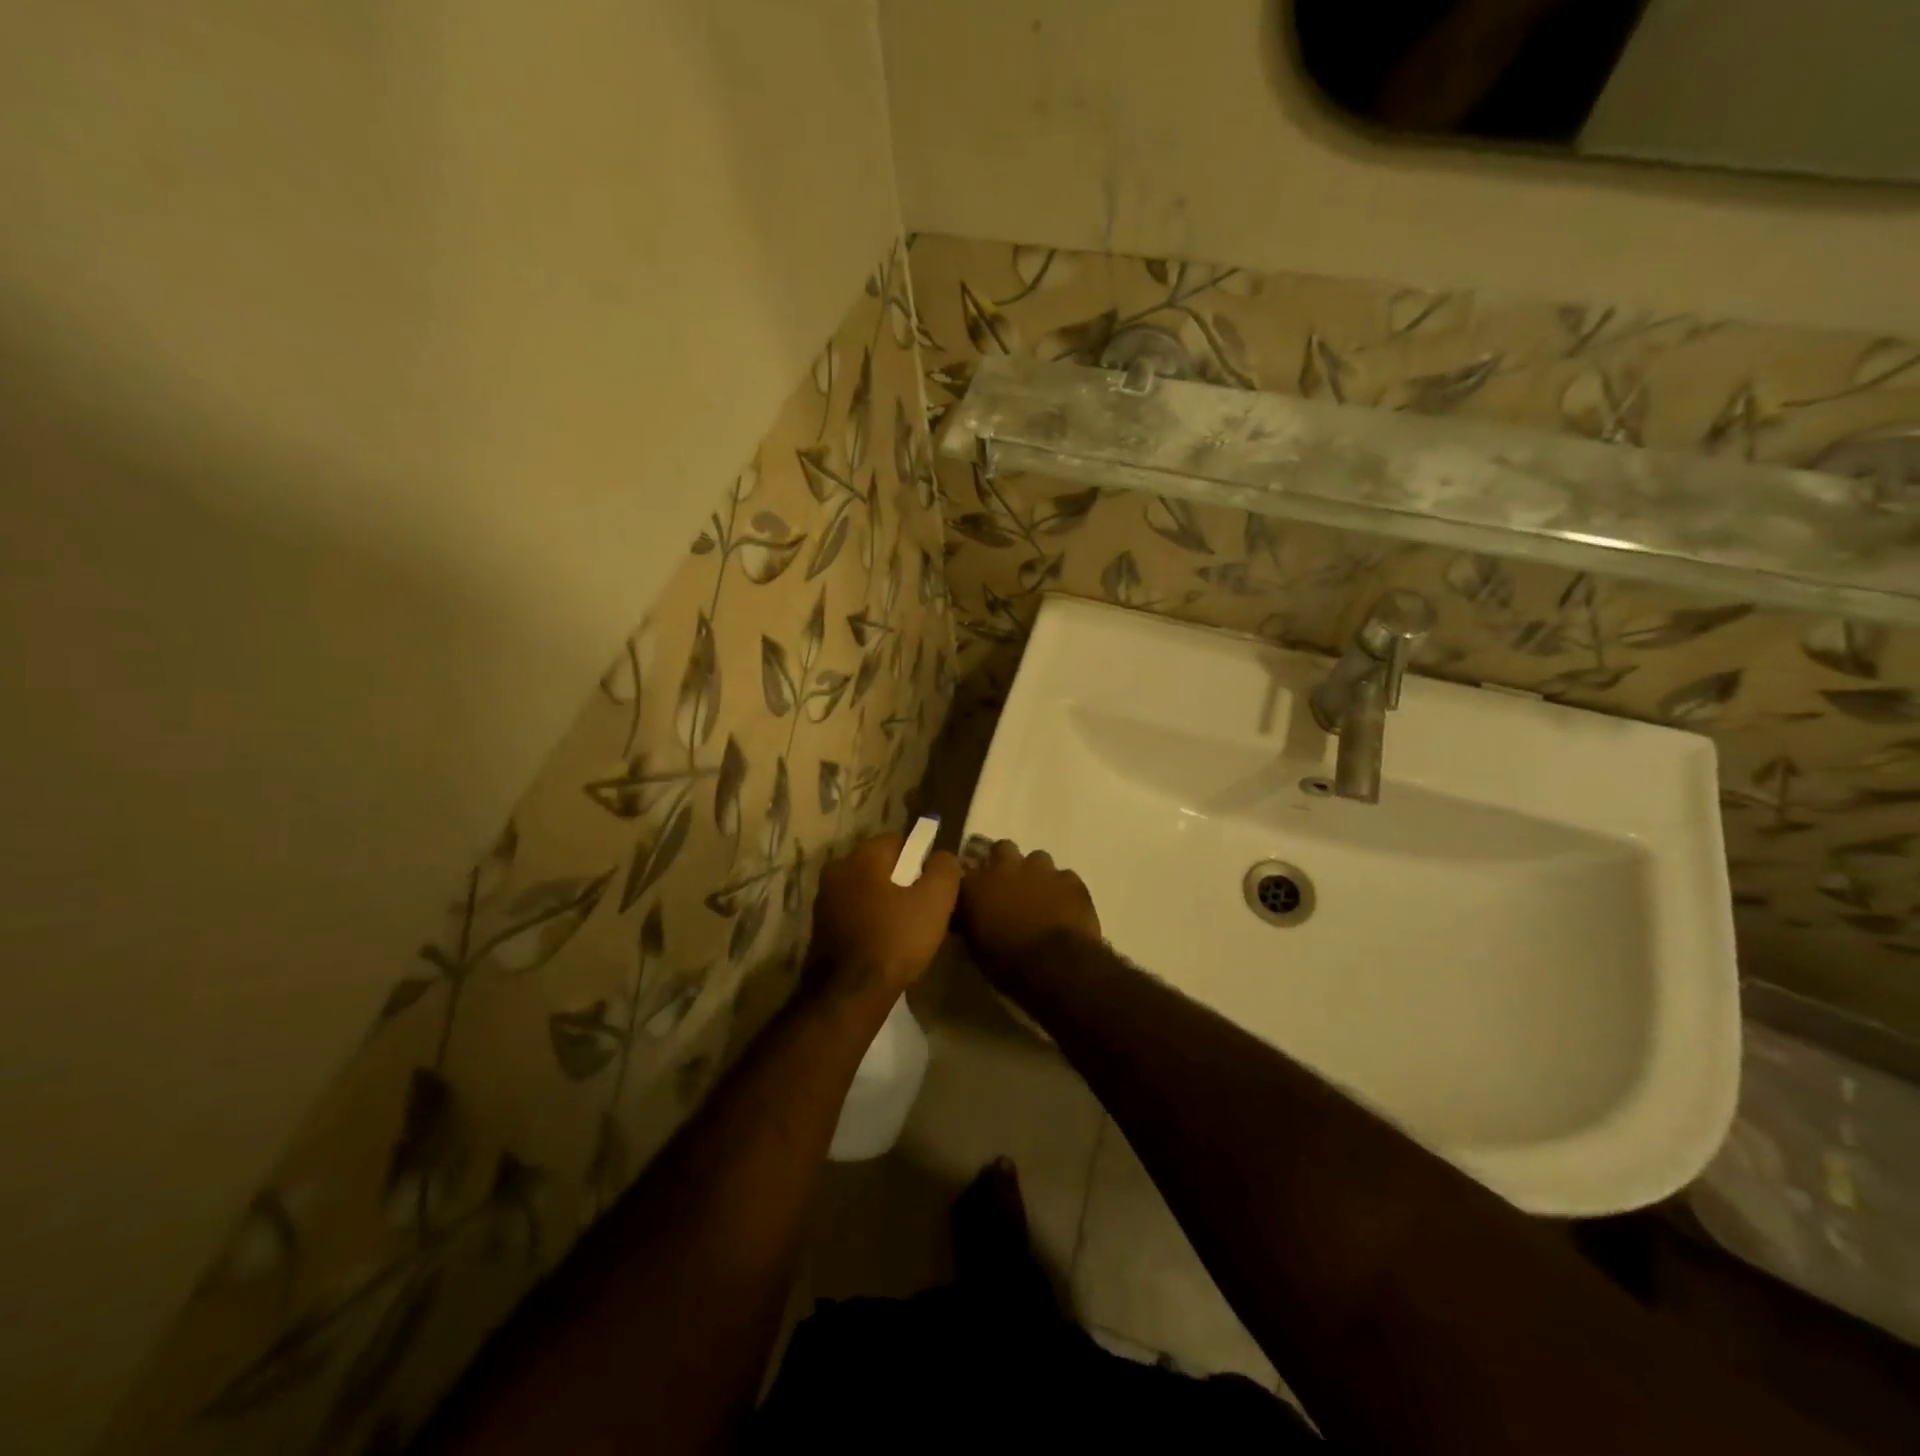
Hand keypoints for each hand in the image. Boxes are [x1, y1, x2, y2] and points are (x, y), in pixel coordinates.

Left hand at [807, 834, 960, 1001]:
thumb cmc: (896, 939)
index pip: (899, 841)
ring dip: (884, 903)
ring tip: (905, 931)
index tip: (933, 888)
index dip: (921, 861)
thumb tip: (941, 857)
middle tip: (922, 910)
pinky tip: (884, 944)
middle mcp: (837, 870)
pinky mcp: (819, 928)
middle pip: (880, 866)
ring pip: (866, 891)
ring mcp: (824, 900)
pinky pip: (854, 914)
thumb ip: (944, 868)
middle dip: (902, 882)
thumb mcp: (936, 900)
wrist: (849, 994)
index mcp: (862, 856)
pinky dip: (869, 922)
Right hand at [957, 840, 1102, 965]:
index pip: (964, 868)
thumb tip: (971, 914)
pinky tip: (1065, 907)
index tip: (974, 890)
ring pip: (1037, 858)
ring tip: (1040, 896)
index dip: (971, 878)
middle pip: (1002, 848)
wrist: (1055, 965)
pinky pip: (1065, 877)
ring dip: (1036, 874)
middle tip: (1009, 884)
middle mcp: (1006, 867)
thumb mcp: (976, 947)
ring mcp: (1042, 870)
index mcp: (977, 884)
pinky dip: (1063, 889)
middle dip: (1005, 862)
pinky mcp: (1071, 879)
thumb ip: (972, 920)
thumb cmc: (1007, 963)